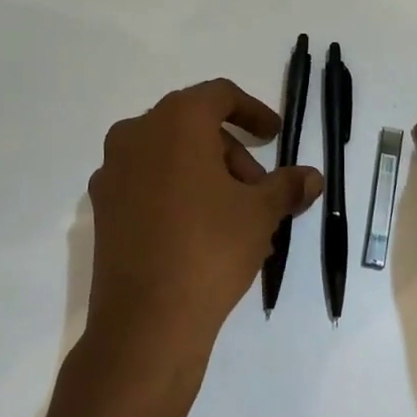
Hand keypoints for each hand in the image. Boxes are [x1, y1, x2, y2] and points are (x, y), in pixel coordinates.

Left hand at [84, 78, 322, 378]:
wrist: (146, 321)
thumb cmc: (210, 248)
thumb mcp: (260, 213)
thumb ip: (287, 185)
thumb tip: (312, 177)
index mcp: (175, 120)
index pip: (219, 95)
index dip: (253, 112)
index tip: (274, 136)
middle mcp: (137, 134)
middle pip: (195, 128)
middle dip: (233, 155)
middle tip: (260, 191)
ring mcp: (113, 171)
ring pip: (171, 157)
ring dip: (208, 177)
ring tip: (239, 221)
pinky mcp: (103, 207)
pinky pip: (149, 184)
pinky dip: (178, 194)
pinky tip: (203, 232)